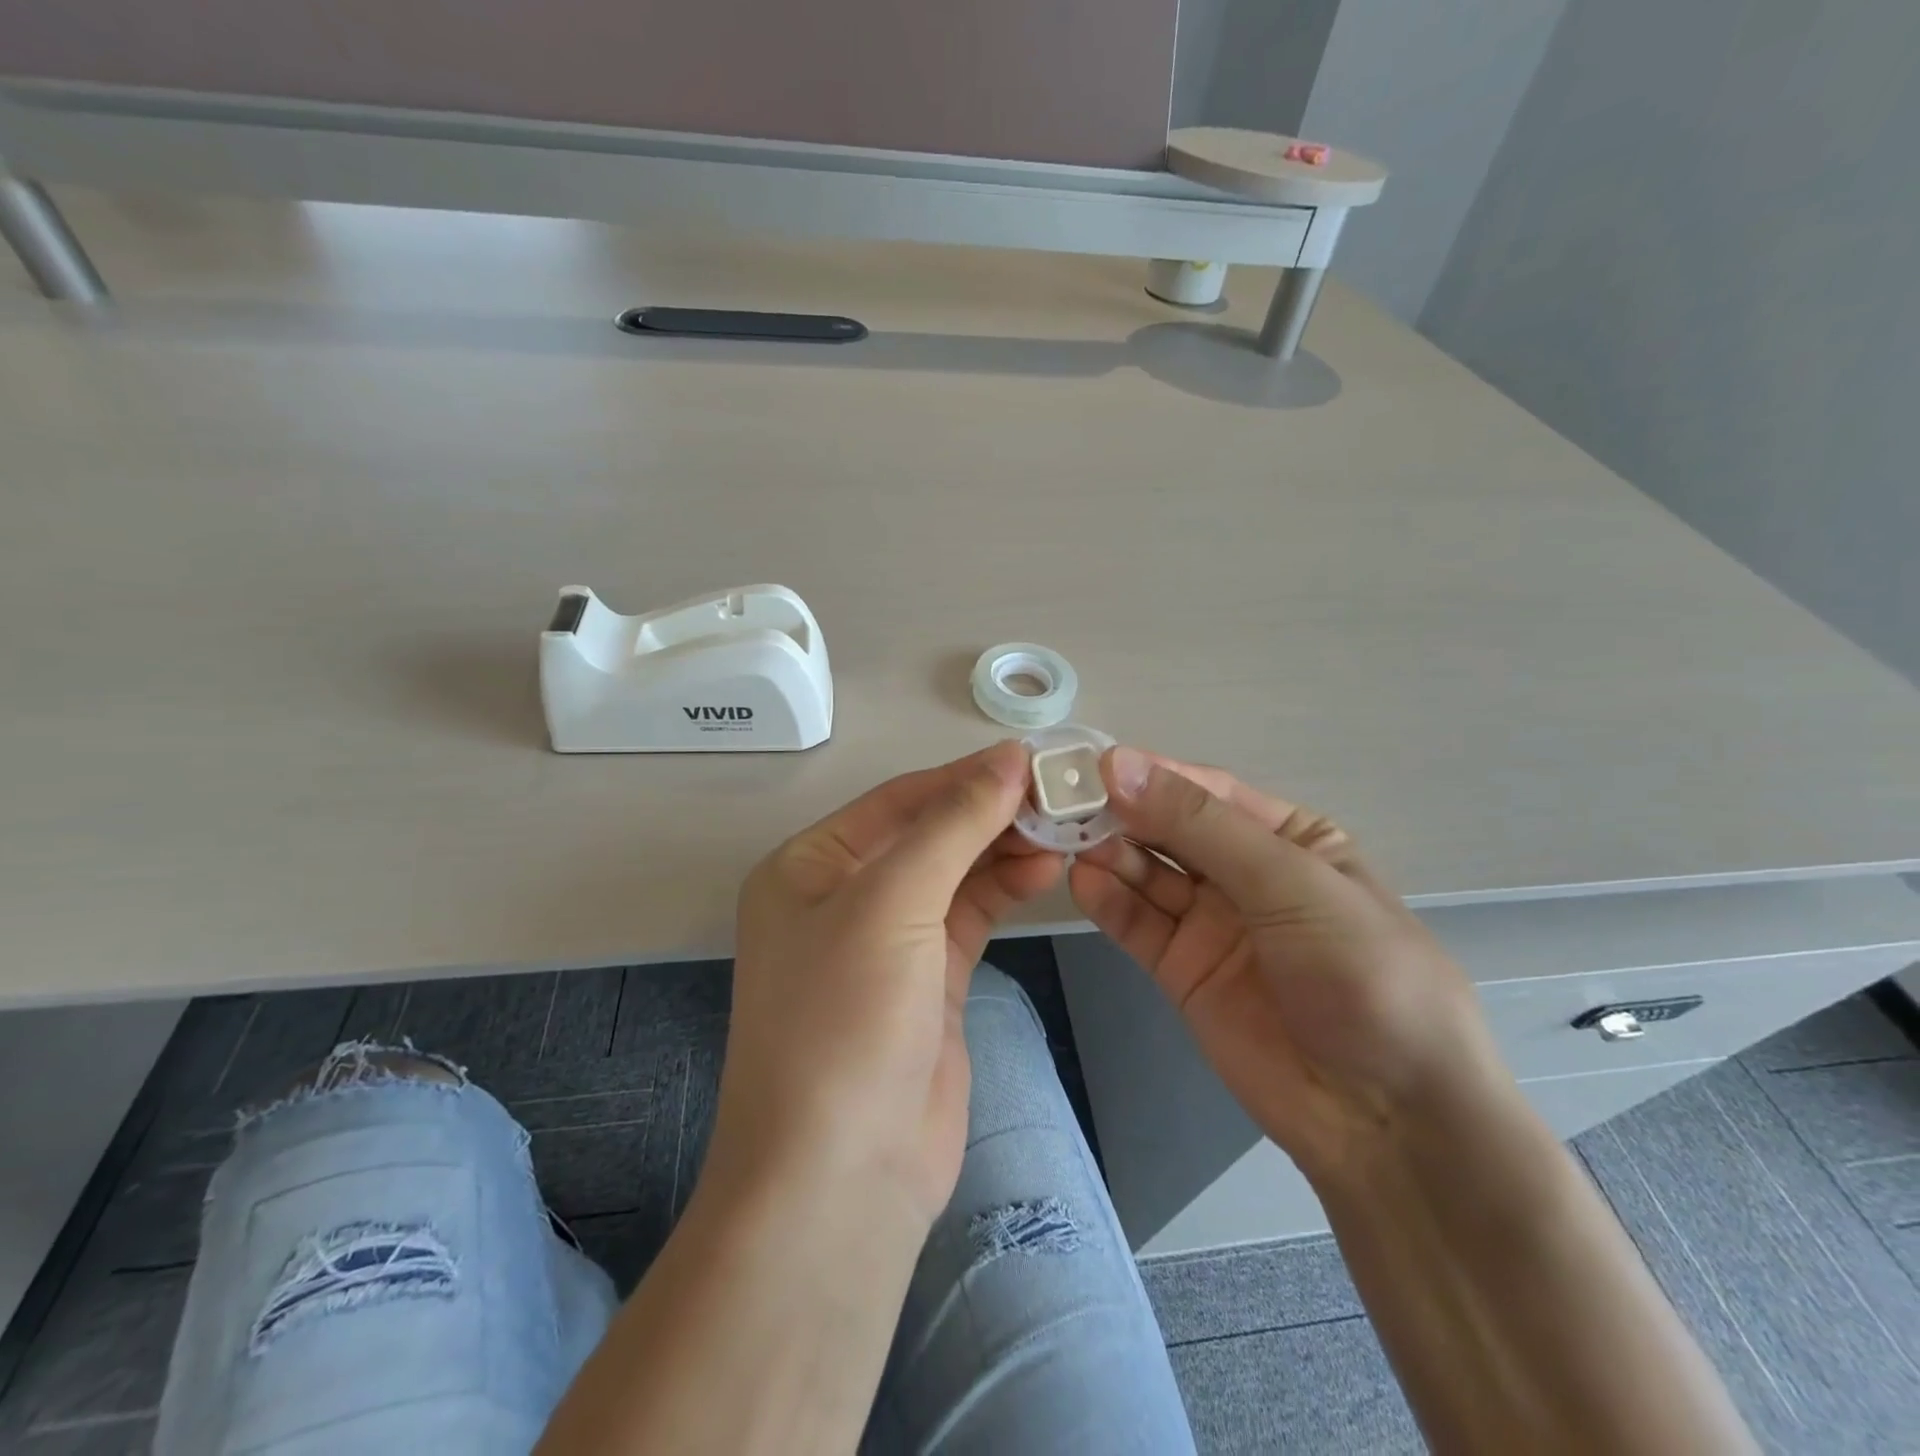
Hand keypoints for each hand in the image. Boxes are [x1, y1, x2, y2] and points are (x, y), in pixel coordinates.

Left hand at [709, 741, 1063, 1227]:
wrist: (842, 1177)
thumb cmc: (846, 1020)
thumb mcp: (891, 904)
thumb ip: (953, 826)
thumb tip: (1008, 760)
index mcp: (810, 866)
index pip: (899, 801)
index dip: (964, 777)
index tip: (1032, 759)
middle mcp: (843, 896)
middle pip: (929, 834)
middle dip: (990, 813)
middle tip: (1059, 794)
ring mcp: (887, 942)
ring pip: (954, 874)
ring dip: (1004, 849)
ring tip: (1064, 828)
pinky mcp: (928, 981)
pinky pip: (970, 916)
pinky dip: (1005, 890)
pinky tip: (1046, 869)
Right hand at [1069, 747, 1504, 1180]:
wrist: (1387, 1119)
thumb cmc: (1361, 974)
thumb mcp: (1290, 882)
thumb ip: (1200, 825)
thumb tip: (1119, 764)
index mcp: (1288, 837)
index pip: (1207, 792)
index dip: (1152, 775)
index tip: (1093, 765)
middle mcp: (1244, 873)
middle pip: (1169, 829)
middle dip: (1121, 813)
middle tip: (1064, 802)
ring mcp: (1210, 923)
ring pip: (1147, 874)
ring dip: (1109, 854)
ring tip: (1067, 842)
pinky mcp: (1181, 970)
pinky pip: (1138, 924)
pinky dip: (1109, 902)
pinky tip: (1083, 883)